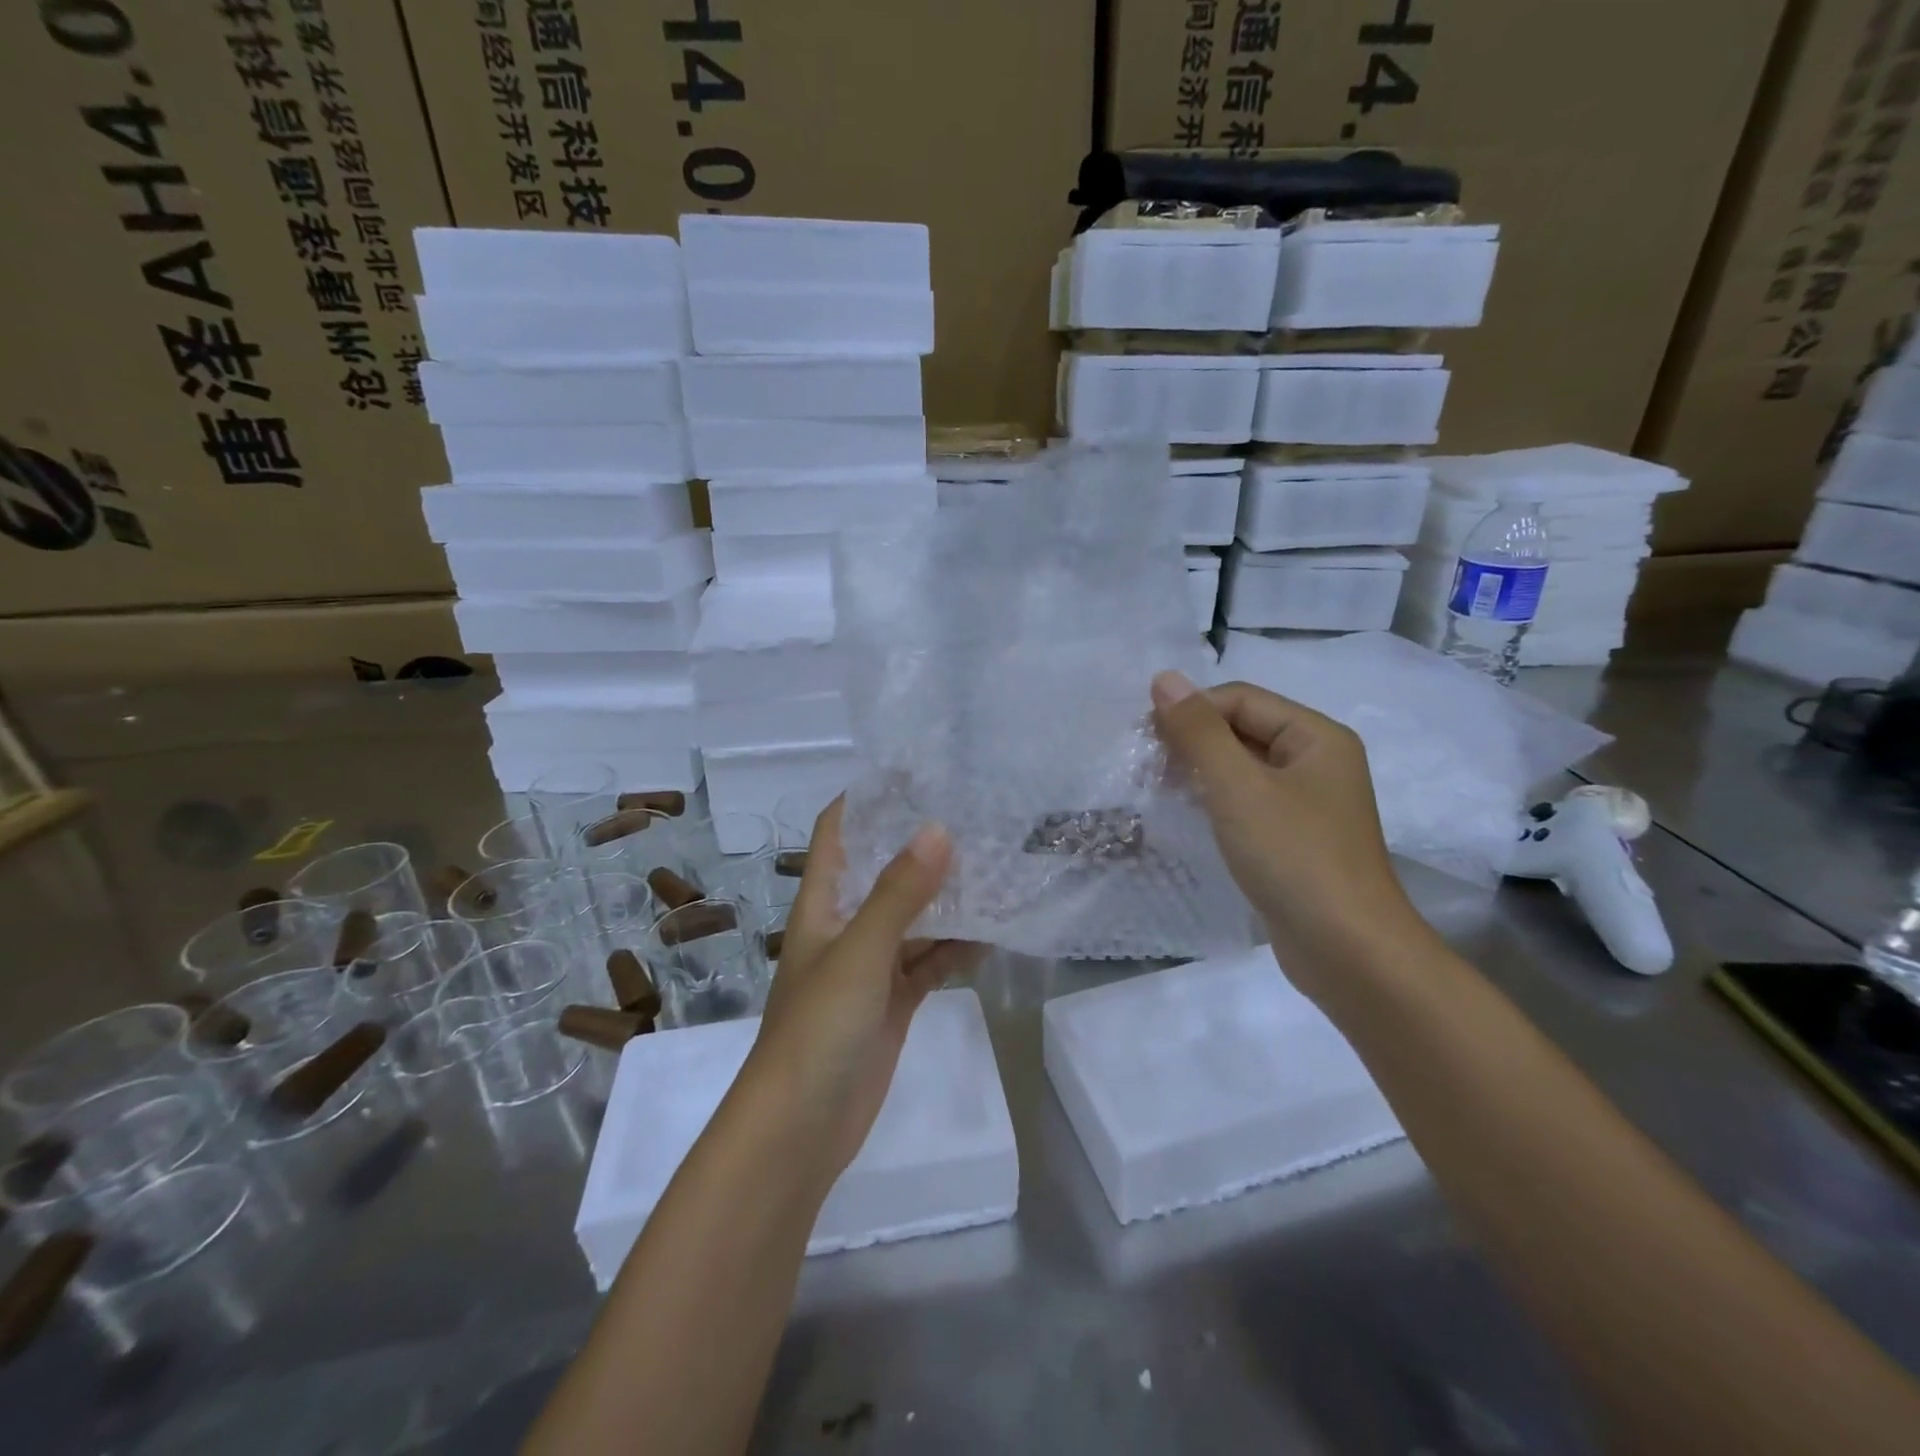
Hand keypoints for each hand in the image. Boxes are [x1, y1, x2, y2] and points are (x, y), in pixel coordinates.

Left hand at [746, 798, 974, 1181]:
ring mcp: (871, 966)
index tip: (916, 773)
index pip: (839, 831)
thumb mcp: (859, 953)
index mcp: (823, 903)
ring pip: (915, 918)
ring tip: (997, 868)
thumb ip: (900, 894)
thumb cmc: (816, 1029)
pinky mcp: (893, 1002)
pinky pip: (930, 962)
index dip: (868, 798)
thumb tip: (939, 830)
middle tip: (976, 816)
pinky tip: (994, 934)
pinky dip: (957, 948)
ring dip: (949, 898)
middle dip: (923, 845)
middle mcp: (846, 925)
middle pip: (884, 870)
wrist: (799, 1132)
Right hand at [1150, 670, 1431, 995]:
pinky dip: (1215, 802)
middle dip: (1192, 741)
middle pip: (1243, 730)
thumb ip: (1199, 731)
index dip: (1190, 710)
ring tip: (1157, 787)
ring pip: (1242, 768)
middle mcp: (1317, 762)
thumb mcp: (1239, 788)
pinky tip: (1187, 815)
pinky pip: (1248, 803)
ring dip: (1199, 771)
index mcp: (1316, 737)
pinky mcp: (1295, 840)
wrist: (1348, 953)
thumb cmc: (1294, 857)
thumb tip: (1164, 678)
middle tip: (1146, 764)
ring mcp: (1308, 804)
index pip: (1241, 699)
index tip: (1144, 737)